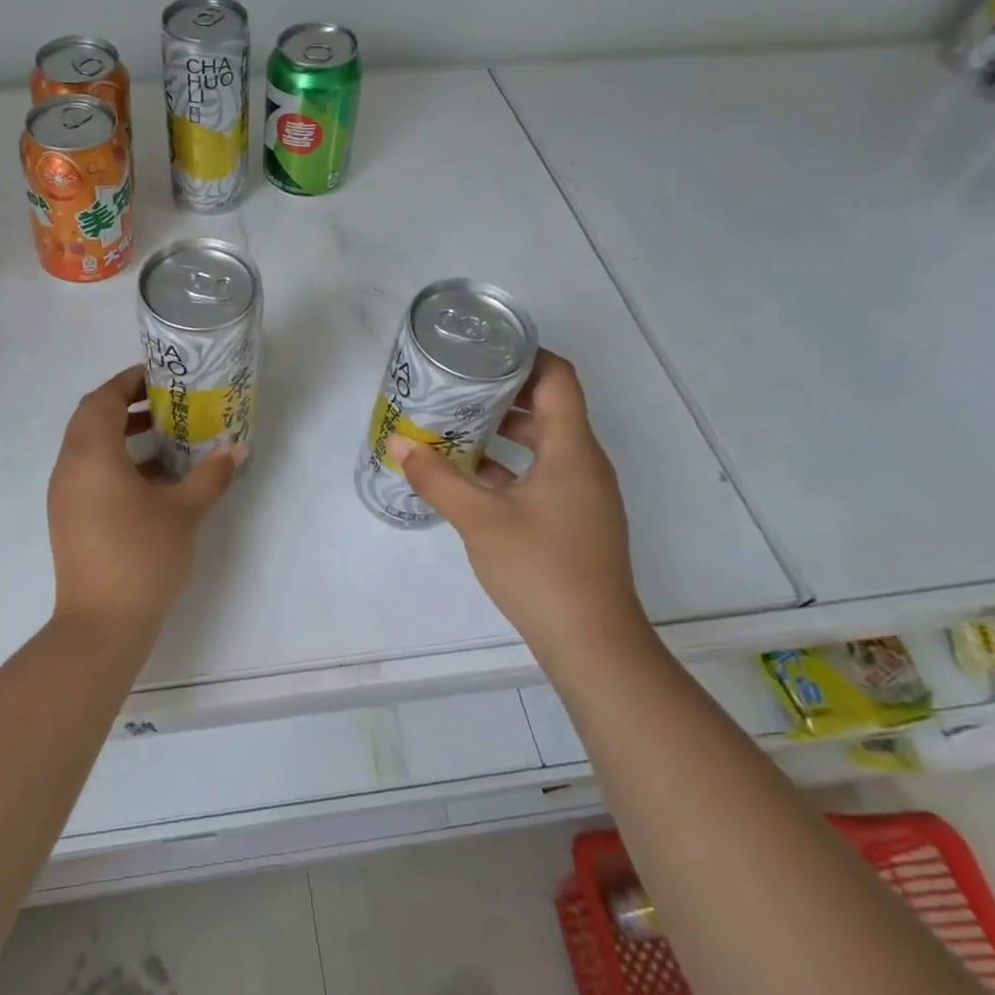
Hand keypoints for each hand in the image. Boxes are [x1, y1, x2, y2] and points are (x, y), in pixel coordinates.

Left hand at [47, 364, 243, 641]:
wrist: (100, 626)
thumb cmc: (142, 557)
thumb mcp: (184, 512)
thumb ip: (210, 475)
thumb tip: (236, 449)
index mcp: (92, 454)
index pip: (103, 399)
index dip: (128, 382)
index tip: (159, 377)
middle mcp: (70, 466)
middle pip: (91, 418)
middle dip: (126, 404)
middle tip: (164, 403)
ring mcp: (65, 494)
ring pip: (88, 446)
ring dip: (121, 434)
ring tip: (164, 438)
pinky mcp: (68, 517)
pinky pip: (88, 472)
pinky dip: (115, 462)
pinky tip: (153, 480)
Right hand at [387, 351, 648, 670]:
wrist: (594, 646)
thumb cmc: (542, 569)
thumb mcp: (480, 520)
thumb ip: (437, 479)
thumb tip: (399, 445)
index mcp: (572, 449)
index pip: (558, 378)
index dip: (525, 355)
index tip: (483, 349)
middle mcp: (584, 463)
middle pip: (548, 407)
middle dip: (502, 392)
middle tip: (456, 385)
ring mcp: (583, 494)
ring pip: (543, 443)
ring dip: (502, 431)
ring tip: (455, 425)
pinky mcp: (575, 520)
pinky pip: (542, 474)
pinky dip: (510, 465)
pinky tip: (470, 475)